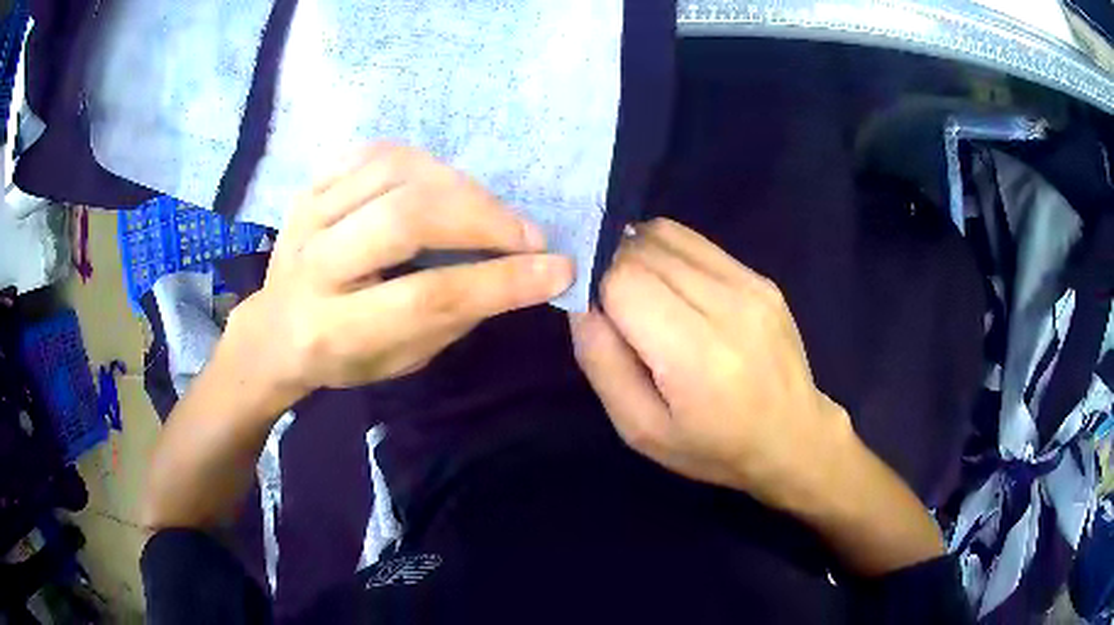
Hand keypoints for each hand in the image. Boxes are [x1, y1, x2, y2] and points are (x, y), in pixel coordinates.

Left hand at [228, 144, 574, 404]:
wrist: (274, 330)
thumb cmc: (343, 356)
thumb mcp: (401, 360)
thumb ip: (454, 316)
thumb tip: (520, 272)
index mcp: (336, 330)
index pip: (428, 296)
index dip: (500, 280)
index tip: (558, 268)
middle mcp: (314, 268)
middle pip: (406, 219)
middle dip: (482, 221)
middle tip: (526, 236)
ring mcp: (307, 217)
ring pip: (394, 174)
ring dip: (459, 187)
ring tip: (489, 211)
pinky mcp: (309, 187)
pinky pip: (374, 153)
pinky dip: (422, 162)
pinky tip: (443, 184)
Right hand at [571, 219, 943, 575]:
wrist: (793, 438)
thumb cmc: (713, 448)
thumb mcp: (641, 430)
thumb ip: (602, 363)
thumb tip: (581, 302)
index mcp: (696, 356)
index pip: (622, 279)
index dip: (593, 283)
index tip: (588, 308)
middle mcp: (727, 306)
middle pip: (642, 250)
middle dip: (610, 266)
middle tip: (608, 303)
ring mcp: (749, 285)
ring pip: (665, 234)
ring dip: (636, 253)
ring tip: (638, 294)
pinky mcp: (760, 277)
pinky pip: (695, 242)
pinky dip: (666, 252)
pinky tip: (670, 286)